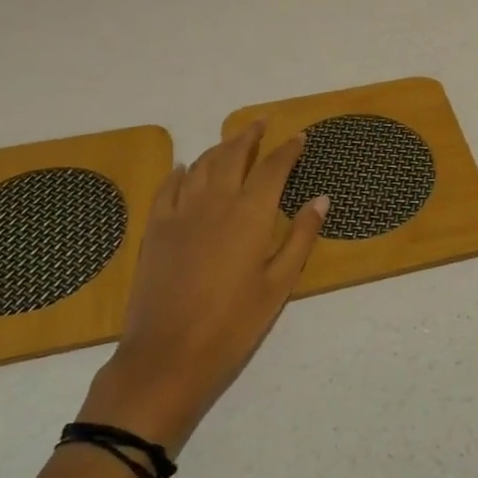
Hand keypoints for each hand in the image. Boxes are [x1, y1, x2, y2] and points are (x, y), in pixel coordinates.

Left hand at [80, 122, 326, 452]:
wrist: (168, 355)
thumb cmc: (233, 323)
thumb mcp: (279, 284)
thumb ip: (300, 237)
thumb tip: (321, 200)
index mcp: (251, 213)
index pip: (274, 168)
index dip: (288, 150)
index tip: (299, 137)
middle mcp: (216, 201)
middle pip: (234, 154)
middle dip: (250, 135)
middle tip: (262, 122)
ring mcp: (181, 212)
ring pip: (202, 165)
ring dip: (220, 148)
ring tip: (232, 141)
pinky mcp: (156, 228)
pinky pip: (169, 187)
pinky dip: (181, 171)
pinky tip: (186, 168)